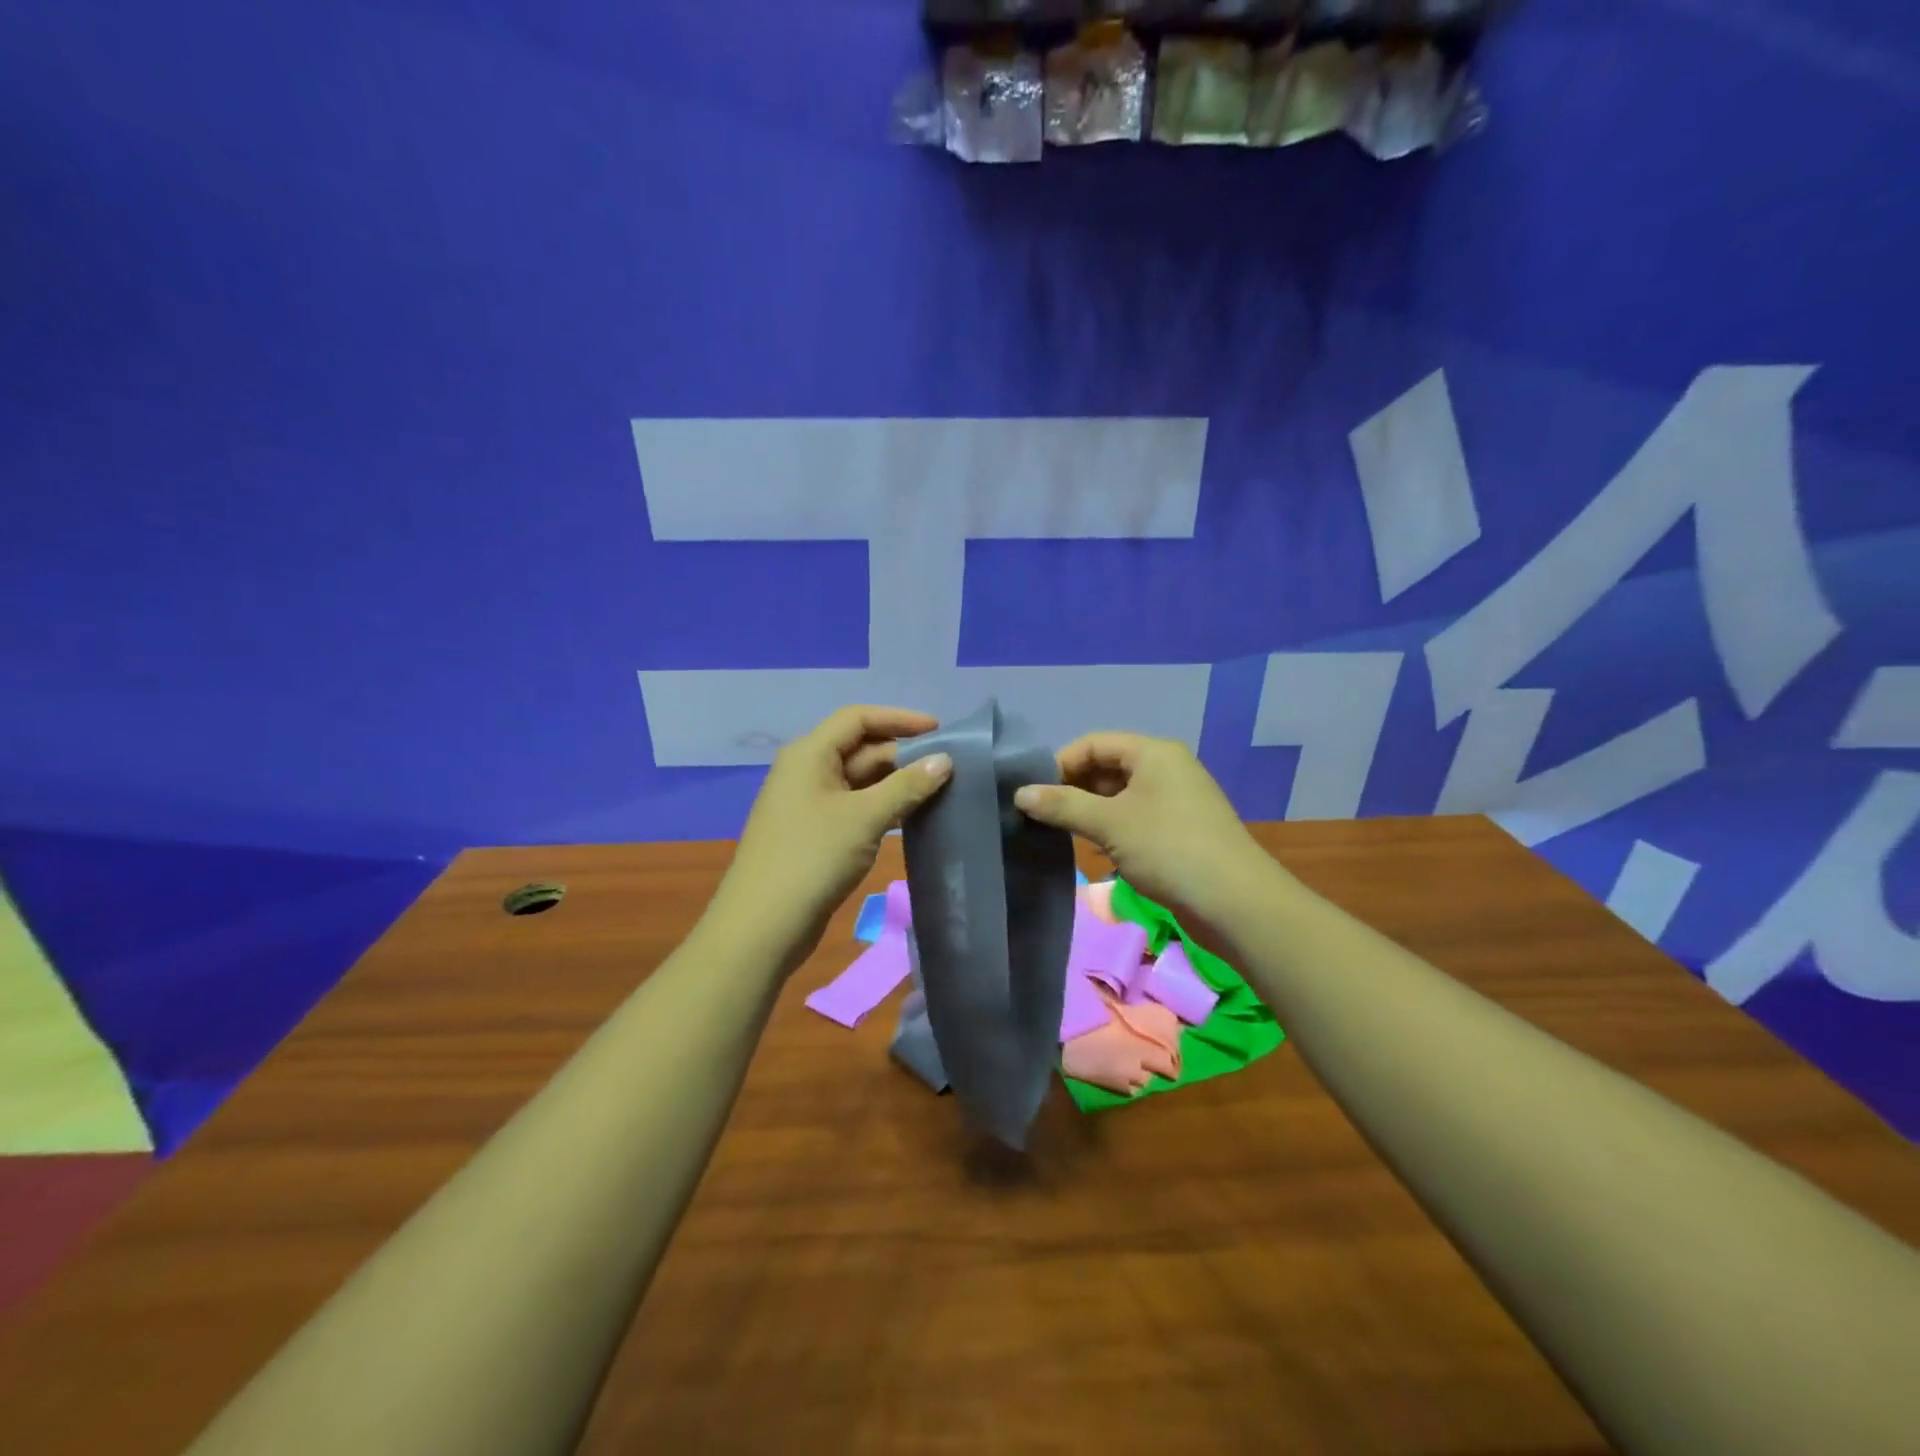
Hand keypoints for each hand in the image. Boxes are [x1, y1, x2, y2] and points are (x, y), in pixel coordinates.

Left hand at [710, 706, 952, 974]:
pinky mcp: (814, 834)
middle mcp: (806, 771)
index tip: (940, 730)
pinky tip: (912, 818)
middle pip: (860, 749)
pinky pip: (854, 807)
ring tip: (939, 791)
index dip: (899, 719)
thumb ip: (907, 785)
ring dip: (895, 784)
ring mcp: (809, 804)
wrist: (763, 925)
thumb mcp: (865, 817)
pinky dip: (882, 807)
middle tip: (948, 768)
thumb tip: (945, 760)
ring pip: (859, 781)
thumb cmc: (812, 858)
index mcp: (809, 754)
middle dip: (902, 755)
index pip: (857, 718)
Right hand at [1013, 733, 1274, 929]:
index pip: (1093, 743)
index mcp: (1153, 752)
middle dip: (1074, 788)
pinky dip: (1113, 827)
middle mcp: (1167, 768)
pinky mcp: (1182, 829)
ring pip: (1121, 795)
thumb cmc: (1168, 849)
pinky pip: (1137, 816)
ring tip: (1064, 833)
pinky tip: (1098, 850)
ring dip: (1091, 810)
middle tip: (1044, 816)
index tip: (1034, 794)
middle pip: (1108, 767)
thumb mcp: (1109, 823)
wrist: (1235, 902)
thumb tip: (1020, 793)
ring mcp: (1177, 799)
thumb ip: (1062, 805)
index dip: (1060, 764)